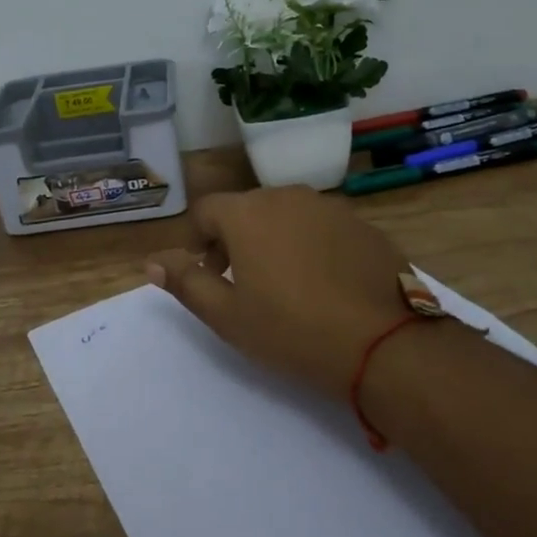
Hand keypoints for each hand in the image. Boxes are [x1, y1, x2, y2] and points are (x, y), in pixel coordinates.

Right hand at [146, 187, 410, 401]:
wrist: (384, 341)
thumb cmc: (292, 330)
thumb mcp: (227, 315)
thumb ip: (185, 282)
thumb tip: (152, 261)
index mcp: (248, 212)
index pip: (206, 211)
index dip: (198, 241)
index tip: (208, 275)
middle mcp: (286, 196)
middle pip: (246, 210)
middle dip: (234, 240)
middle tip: (242, 284)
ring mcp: (329, 206)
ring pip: (286, 216)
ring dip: (274, 240)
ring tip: (285, 285)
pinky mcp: (362, 223)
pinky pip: (321, 227)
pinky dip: (311, 246)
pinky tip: (325, 284)